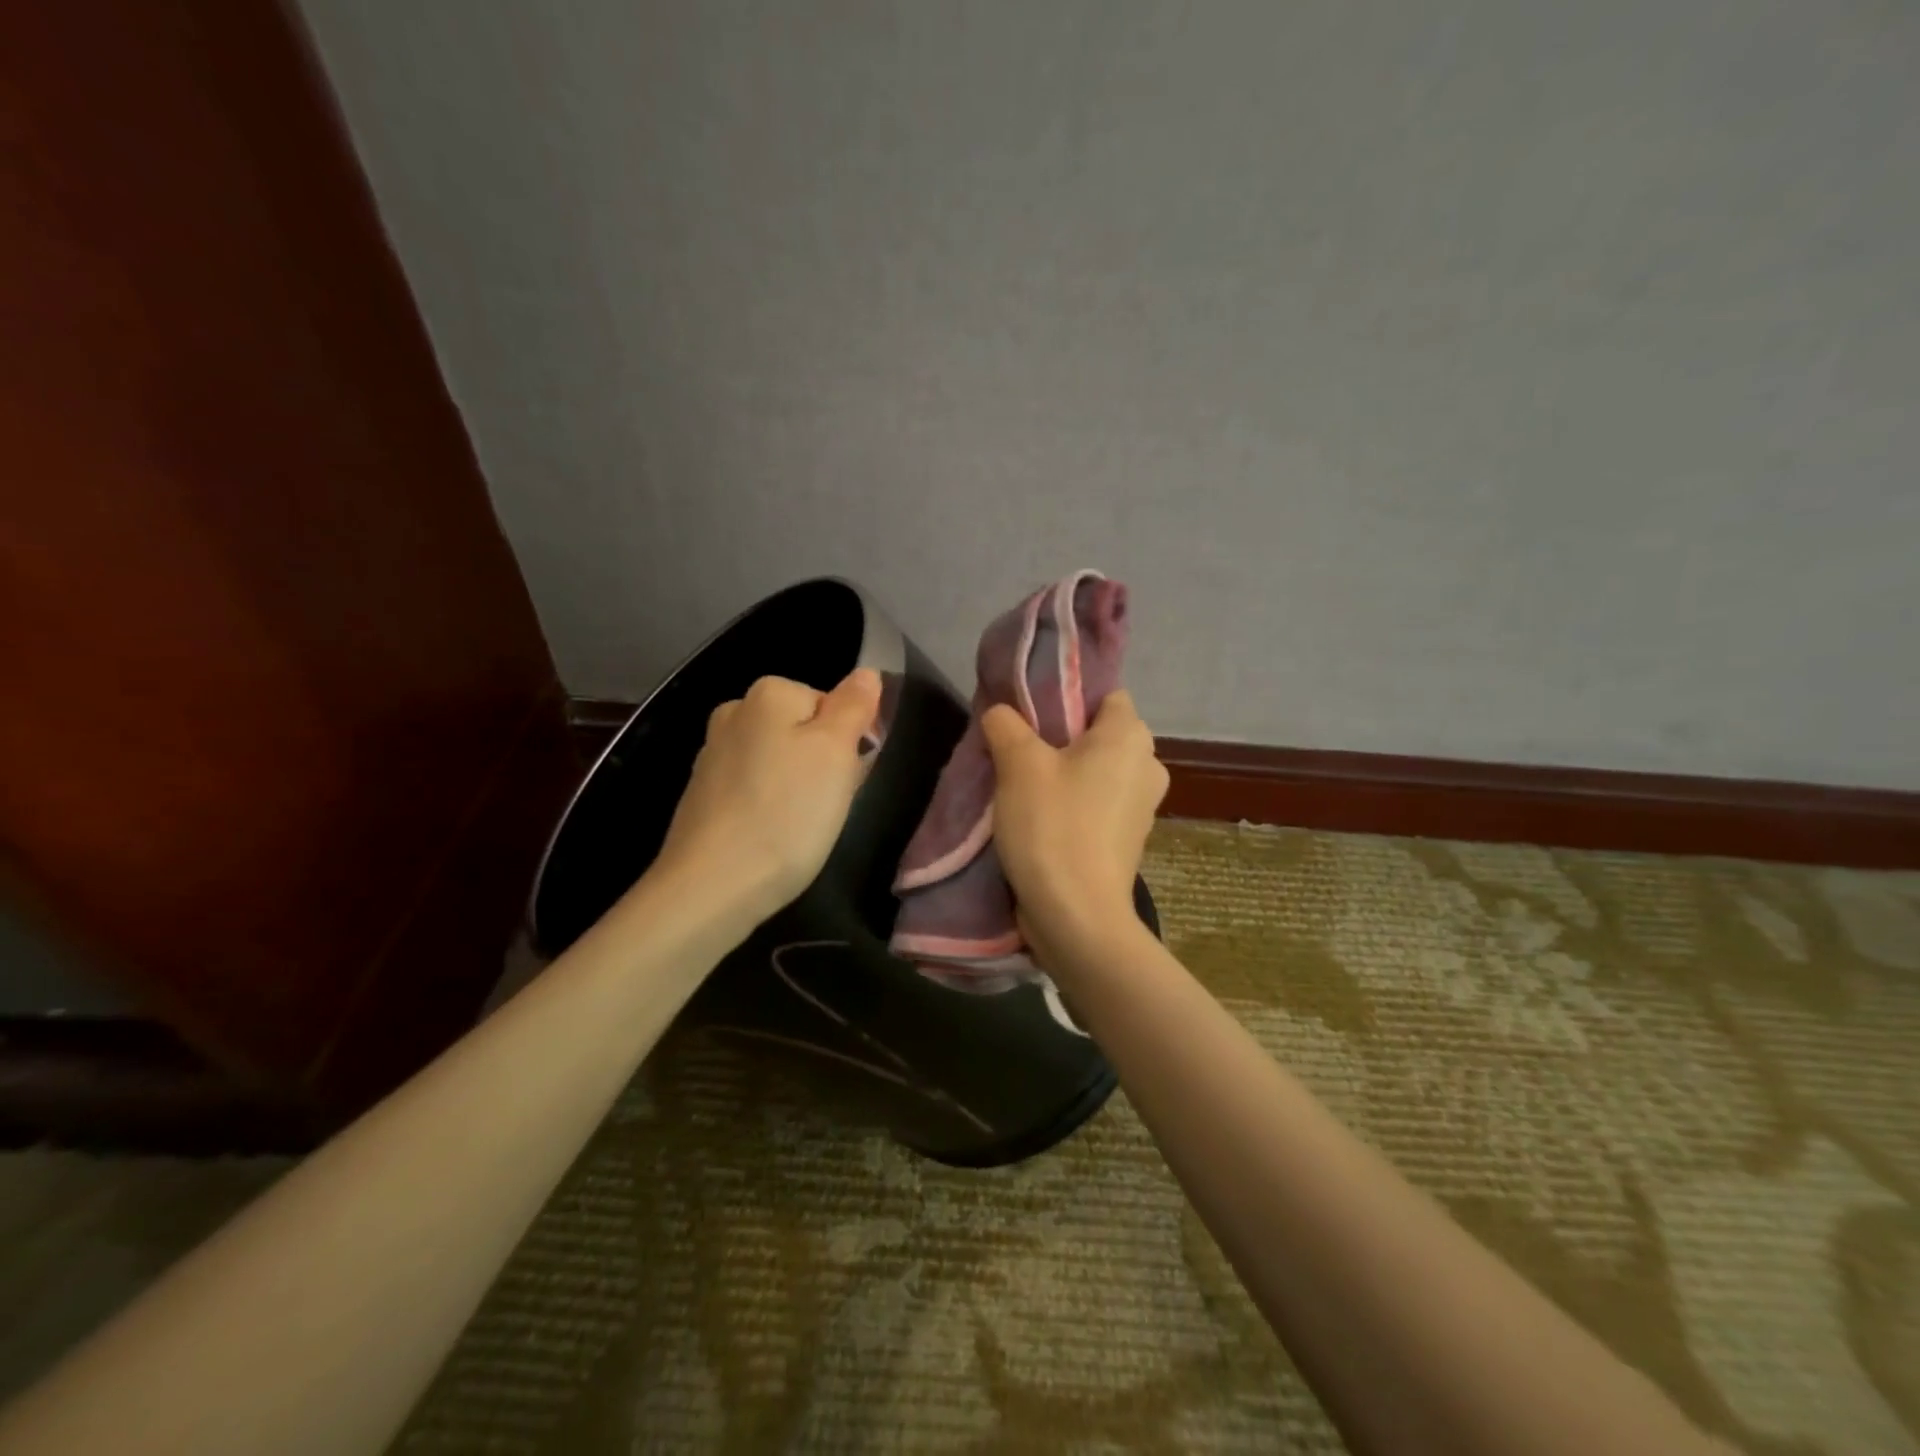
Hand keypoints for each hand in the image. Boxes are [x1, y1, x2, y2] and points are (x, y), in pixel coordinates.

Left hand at [656, 669, 883, 925]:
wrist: (712, 886)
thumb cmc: (787, 813)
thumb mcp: (836, 753)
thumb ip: (854, 706)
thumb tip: (866, 673)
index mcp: (768, 693)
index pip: (831, 703)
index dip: (848, 741)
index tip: (848, 779)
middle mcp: (734, 713)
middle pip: (803, 730)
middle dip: (823, 763)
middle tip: (828, 805)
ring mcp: (712, 754)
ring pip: (779, 760)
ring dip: (797, 786)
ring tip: (800, 826)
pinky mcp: (702, 794)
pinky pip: (754, 788)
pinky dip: (769, 806)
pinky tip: (771, 836)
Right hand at [980, 691, 1168, 972]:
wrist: (1077, 916)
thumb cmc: (1053, 827)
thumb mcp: (1018, 765)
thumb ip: (1006, 724)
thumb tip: (1001, 711)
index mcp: (1130, 737)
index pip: (1104, 694)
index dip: (1067, 696)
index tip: (1029, 712)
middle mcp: (1147, 765)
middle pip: (1098, 732)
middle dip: (1059, 736)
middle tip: (1016, 747)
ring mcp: (1142, 806)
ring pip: (1096, 770)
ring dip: (1063, 772)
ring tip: (1020, 784)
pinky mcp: (1127, 838)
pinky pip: (1097, 802)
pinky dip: (1072, 802)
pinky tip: (1039, 816)